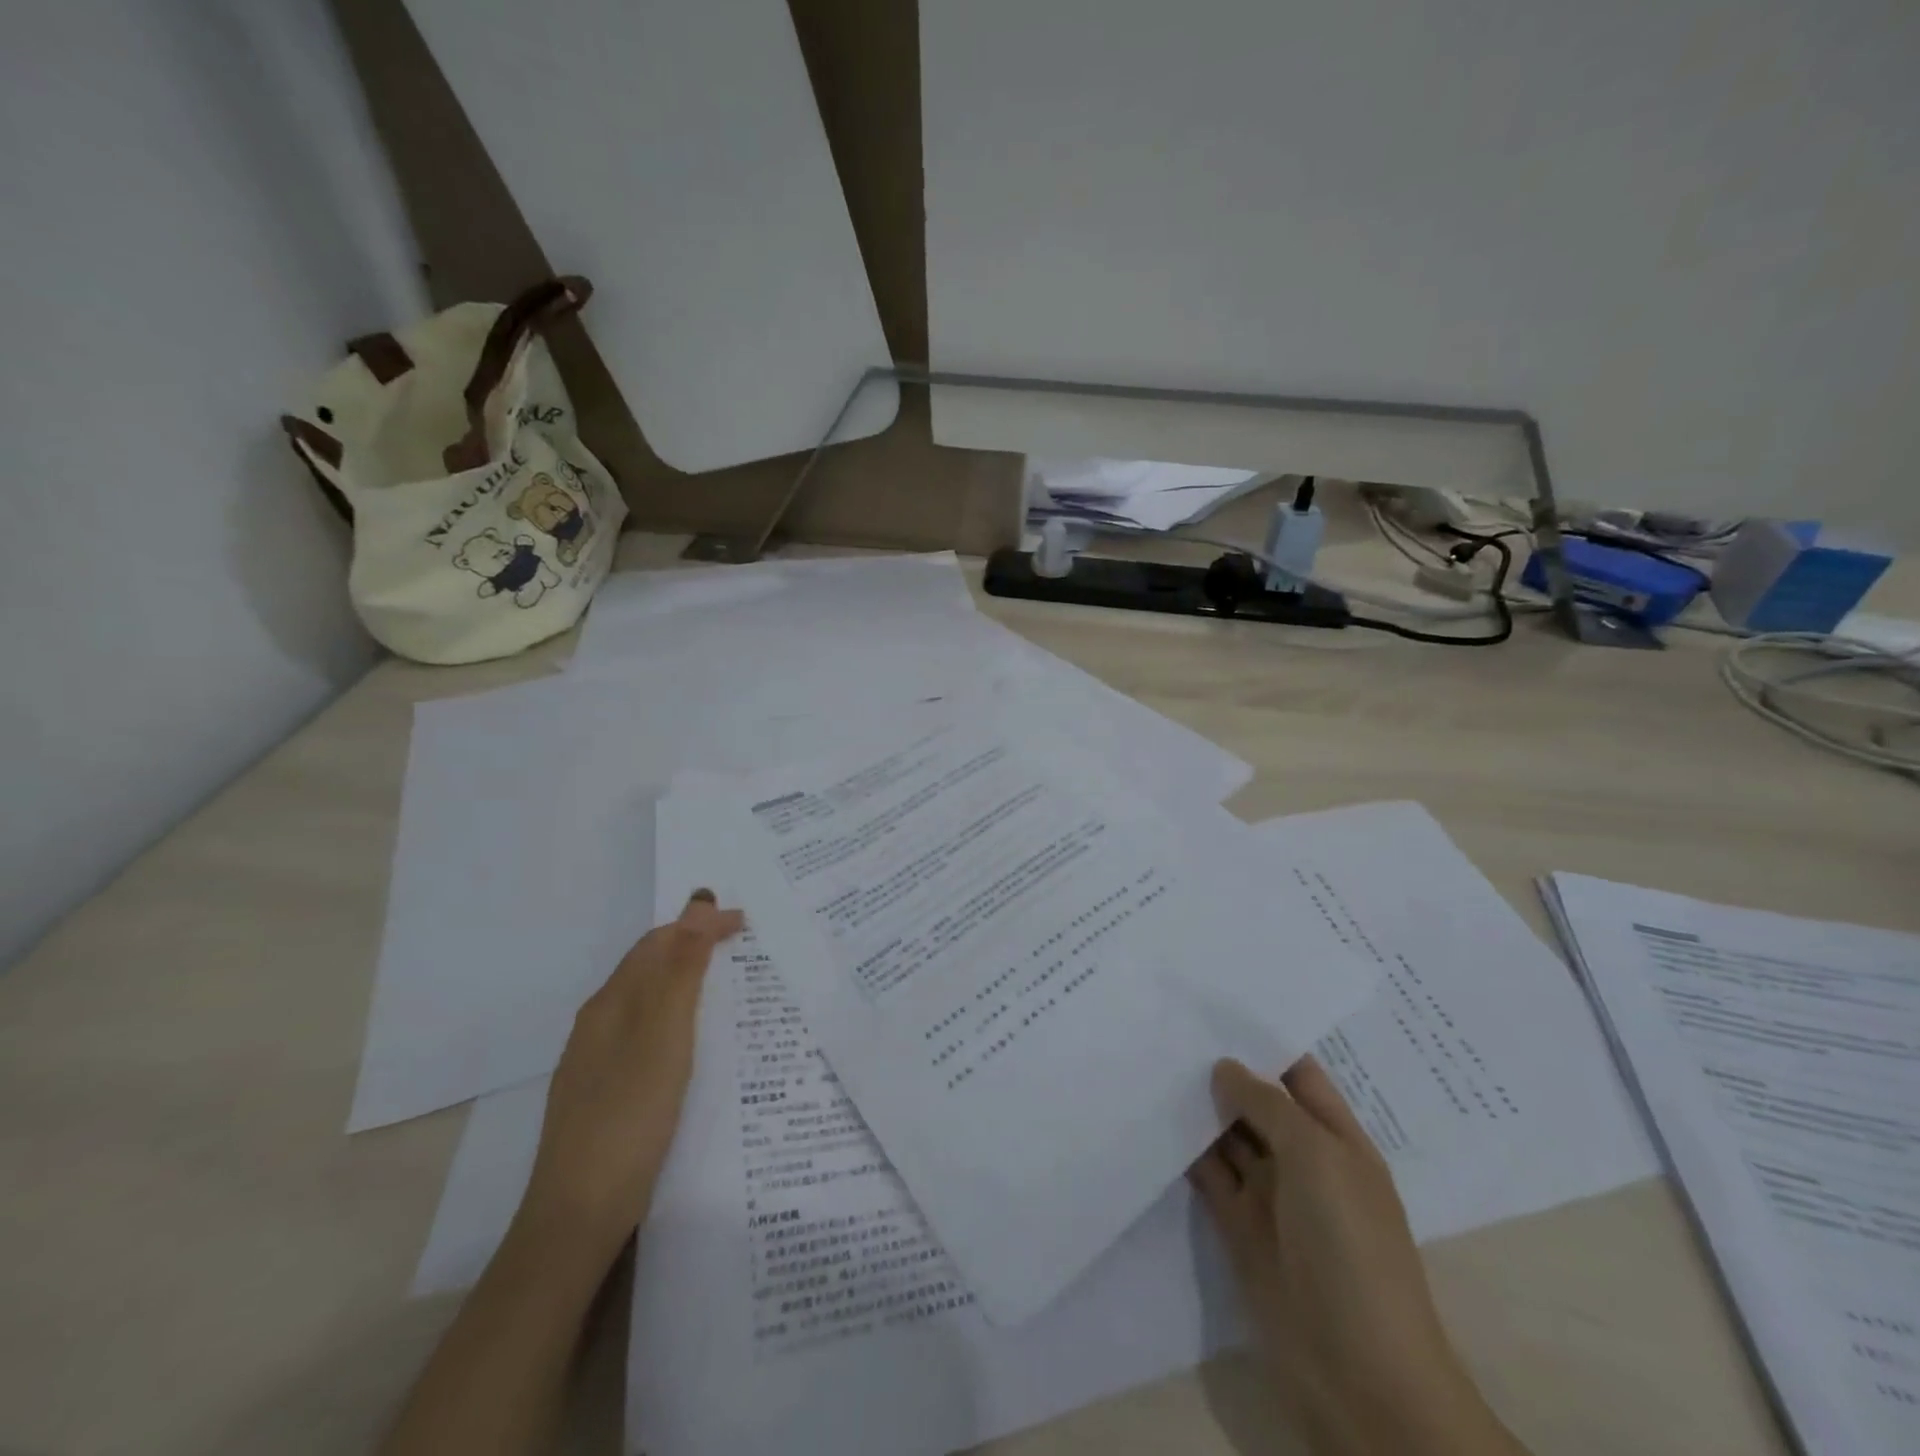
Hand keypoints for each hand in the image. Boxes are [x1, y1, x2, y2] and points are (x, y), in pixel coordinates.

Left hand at [517, 890, 743, 1258]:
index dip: (700, 925)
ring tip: (724, 982)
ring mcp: (596, 1061)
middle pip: (648, 967)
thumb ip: (681, 970)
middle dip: (692, 945)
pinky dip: (675, 1016)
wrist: (577, 1216)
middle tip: (740, 944)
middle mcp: (598, 1024)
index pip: (659, 943)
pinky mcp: (603, 1092)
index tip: (745, 922)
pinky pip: (645, 1031)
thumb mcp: (664, 1036)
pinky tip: (691, 1041)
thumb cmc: (628, 1116)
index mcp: (611, 1003)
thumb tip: (697, 902)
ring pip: (646, 1000)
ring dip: (684, 979)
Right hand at [1190, 1057, 1527, 1455]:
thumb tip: (1224, 1067)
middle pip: (1258, 1104)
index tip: (1213, 1007)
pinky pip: (1209, 1175)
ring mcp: (1271, 1195)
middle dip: (1222, 1071)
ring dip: (1199, 1109)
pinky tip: (1154, 1119)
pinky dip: (1185, 1151)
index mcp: (1337, 1139)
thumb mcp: (1317, 1156)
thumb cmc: (1349, 1245)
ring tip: (1152, 1063)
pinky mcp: (1238, 1226)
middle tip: (1168, 1027)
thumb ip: (1267, 1105)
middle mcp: (1304, 1161)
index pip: (1298, 1075)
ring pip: (1229, 1137)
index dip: (1262, 1043)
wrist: (1356, 1370)